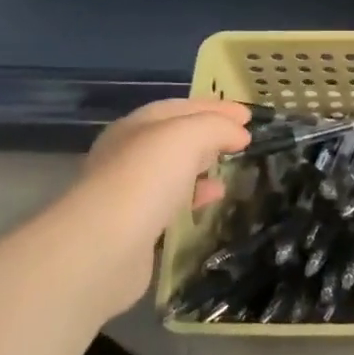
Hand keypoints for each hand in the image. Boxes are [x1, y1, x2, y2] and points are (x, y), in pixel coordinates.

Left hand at [45, 99, 250, 313]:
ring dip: (203, 166)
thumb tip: (239, 134)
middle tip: (241, 140)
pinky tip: (212, 201)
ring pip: (173, 171)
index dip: (216, 107)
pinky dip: (195, 197)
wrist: (103, 247)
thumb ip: (217, 127)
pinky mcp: (135, 227)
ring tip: (232, 170)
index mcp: (136, 126)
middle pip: (175, 138)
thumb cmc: (146, 178)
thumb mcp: (188, 136)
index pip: (181, 107)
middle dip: (209, 135)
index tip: (249, 115)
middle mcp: (128, 155)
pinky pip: (172, 203)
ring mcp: (129, 193)